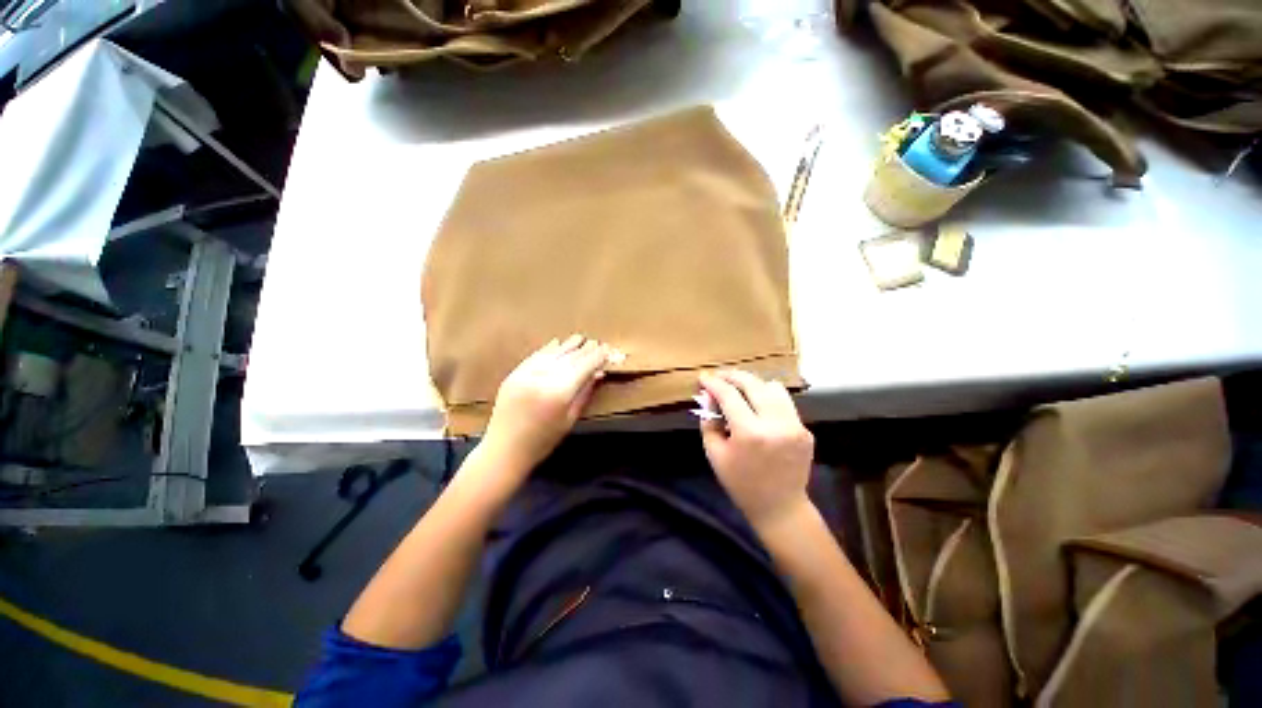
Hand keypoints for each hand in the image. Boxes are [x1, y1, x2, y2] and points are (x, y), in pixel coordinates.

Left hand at [479, 335, 610, 483]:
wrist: (504, 450)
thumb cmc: (543, 441)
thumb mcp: (570, 419)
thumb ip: (584, 393)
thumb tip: (599, 374)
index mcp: (560, 392)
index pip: (584, 366)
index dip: (597, 357)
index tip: (607, 350)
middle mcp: (543, 378)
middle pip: (570, 357)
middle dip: (585, 349)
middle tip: (597, 342)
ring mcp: (526, 374)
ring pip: (553, 353)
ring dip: (568, 345)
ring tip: (579, 338)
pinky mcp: (514, 374)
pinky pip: (535, 356)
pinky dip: (548, 349)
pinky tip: (556, 343)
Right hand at [699, 370, 814, 528]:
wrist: (780, 507)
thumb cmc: (741, 483)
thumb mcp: (714, 454)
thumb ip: (709, 421)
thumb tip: (708, 396)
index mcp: (750, 433)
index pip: (729, 395)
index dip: (713, 383)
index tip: (703, 378)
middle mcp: (776, 423)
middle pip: (753, 384)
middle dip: (733, 376)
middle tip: (719, 377)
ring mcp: (795, 425)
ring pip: (773, 387)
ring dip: (753, 385)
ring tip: (740, 391)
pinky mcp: (805, 430)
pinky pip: (784, 403)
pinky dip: (767, 400)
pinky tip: (757, 409)